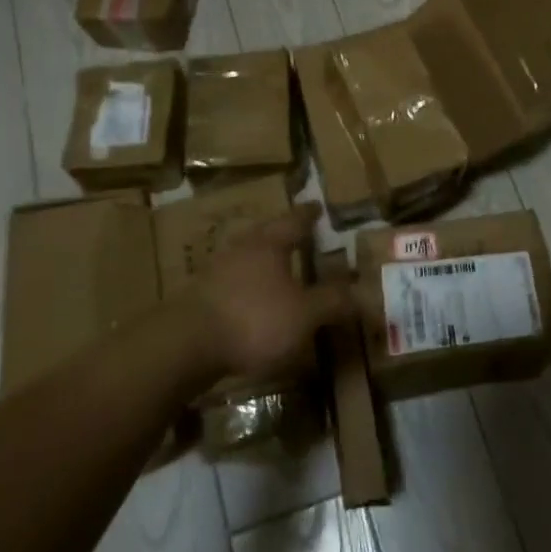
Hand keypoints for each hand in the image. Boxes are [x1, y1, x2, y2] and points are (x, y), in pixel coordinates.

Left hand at [193, 204, 354, 380]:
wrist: (185, 345)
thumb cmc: (253, 320)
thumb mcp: (304, 314)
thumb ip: (333, 302)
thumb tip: (365, 292)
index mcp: (269, 244)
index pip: (294, 221)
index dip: (308, 215)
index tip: (317, 206)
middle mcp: (241, 249)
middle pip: (265, 233)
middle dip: (281, 233)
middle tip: (297, 232)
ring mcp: (215, 271)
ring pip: (245, 255)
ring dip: (261, 259)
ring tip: (275, 265)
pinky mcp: (199, 296)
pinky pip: (230, 280)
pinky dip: (245, 283)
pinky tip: (249, 297)